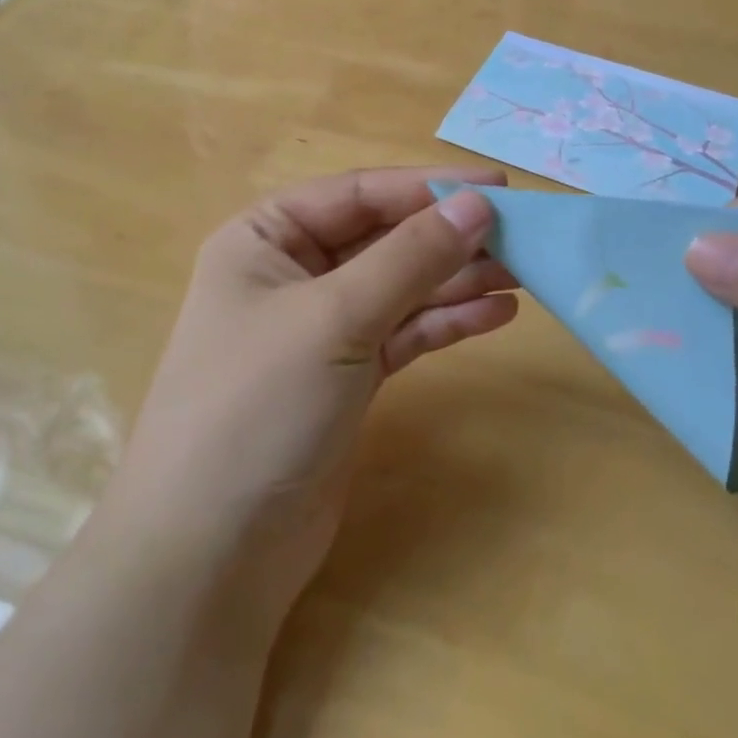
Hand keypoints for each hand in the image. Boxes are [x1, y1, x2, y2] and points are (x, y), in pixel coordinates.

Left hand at [98, 167, 517, 624]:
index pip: (358, 193)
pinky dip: (445, 322)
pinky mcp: (346, 377)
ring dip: (456, 279)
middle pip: (383, 238)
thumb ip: (410, 257)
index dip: (428, 186)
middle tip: (522, 235)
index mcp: (265, 236)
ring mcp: (320, 328)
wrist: (213, 551)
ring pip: (399, 286)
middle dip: (448, 236)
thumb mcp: (335, 317)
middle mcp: (291, 272)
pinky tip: (495, 314)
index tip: (499, 187)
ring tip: (524, 274)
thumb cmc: (259, 405)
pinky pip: (403, 333)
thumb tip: (477, 204)